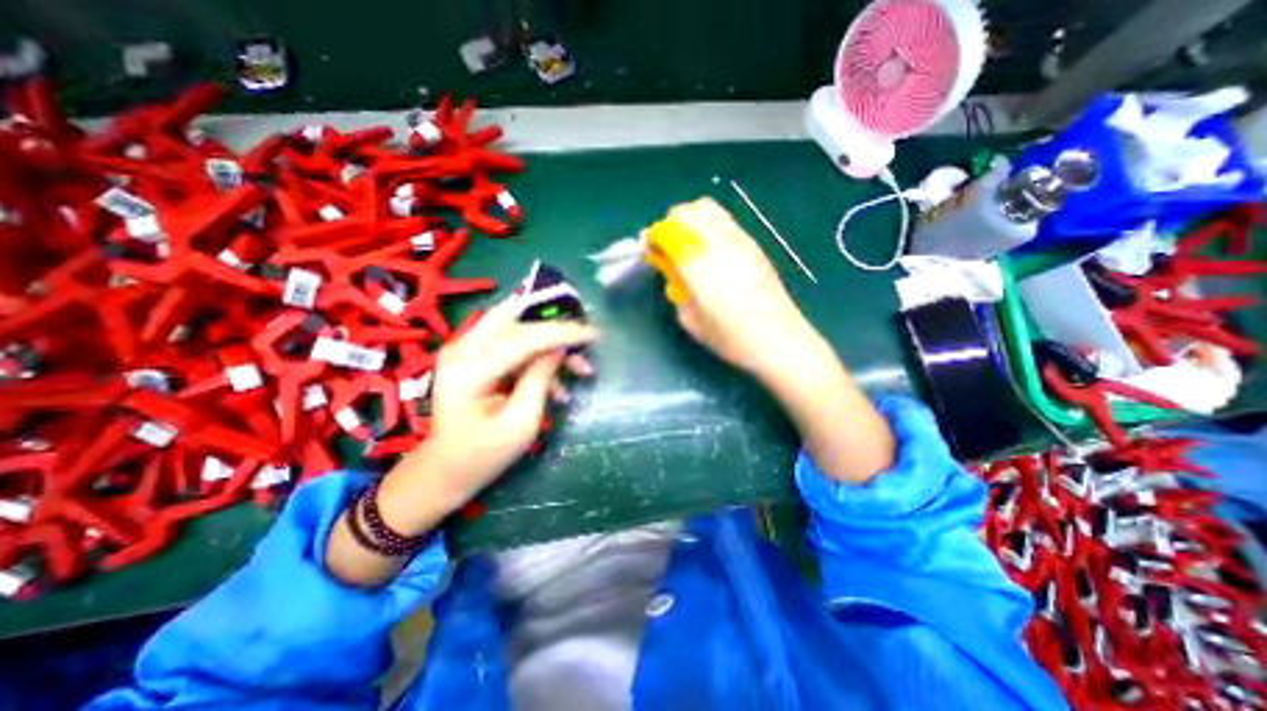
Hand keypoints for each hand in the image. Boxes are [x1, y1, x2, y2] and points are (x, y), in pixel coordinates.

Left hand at [414, 297, 597, 499]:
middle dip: (555, 327)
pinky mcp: (472, 352)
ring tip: (577, 368)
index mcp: (470, 370)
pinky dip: (537, 352)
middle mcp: (462, 349)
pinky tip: (555, 381)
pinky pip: (511, 338)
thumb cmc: (485, 453)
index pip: (523, 338)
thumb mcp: (521, 422)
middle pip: (516, 317)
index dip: (561, 332)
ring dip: (549, 339)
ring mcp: (464, 348)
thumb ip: (540, 379)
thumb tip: (561, 348)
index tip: (593, 333)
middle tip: (585, 341)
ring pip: (515, 323)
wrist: (447, 467)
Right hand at [659, 197, 817, 379]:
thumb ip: (676, 289)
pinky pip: (725, 221)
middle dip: (670, 223)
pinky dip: (710, 226)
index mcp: (696, 263)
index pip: (667, 230)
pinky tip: (712, 250)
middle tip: (668, 246)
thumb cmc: (729, 337)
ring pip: (708, 208)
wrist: (777, 338)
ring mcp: (738, 239)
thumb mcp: (690, 319)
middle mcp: (716, 242)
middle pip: (686, 211)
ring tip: (690, 244)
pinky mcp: (753, 244)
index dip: (653, 236)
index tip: (650, 249)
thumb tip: (673, 271)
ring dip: (691, 220)